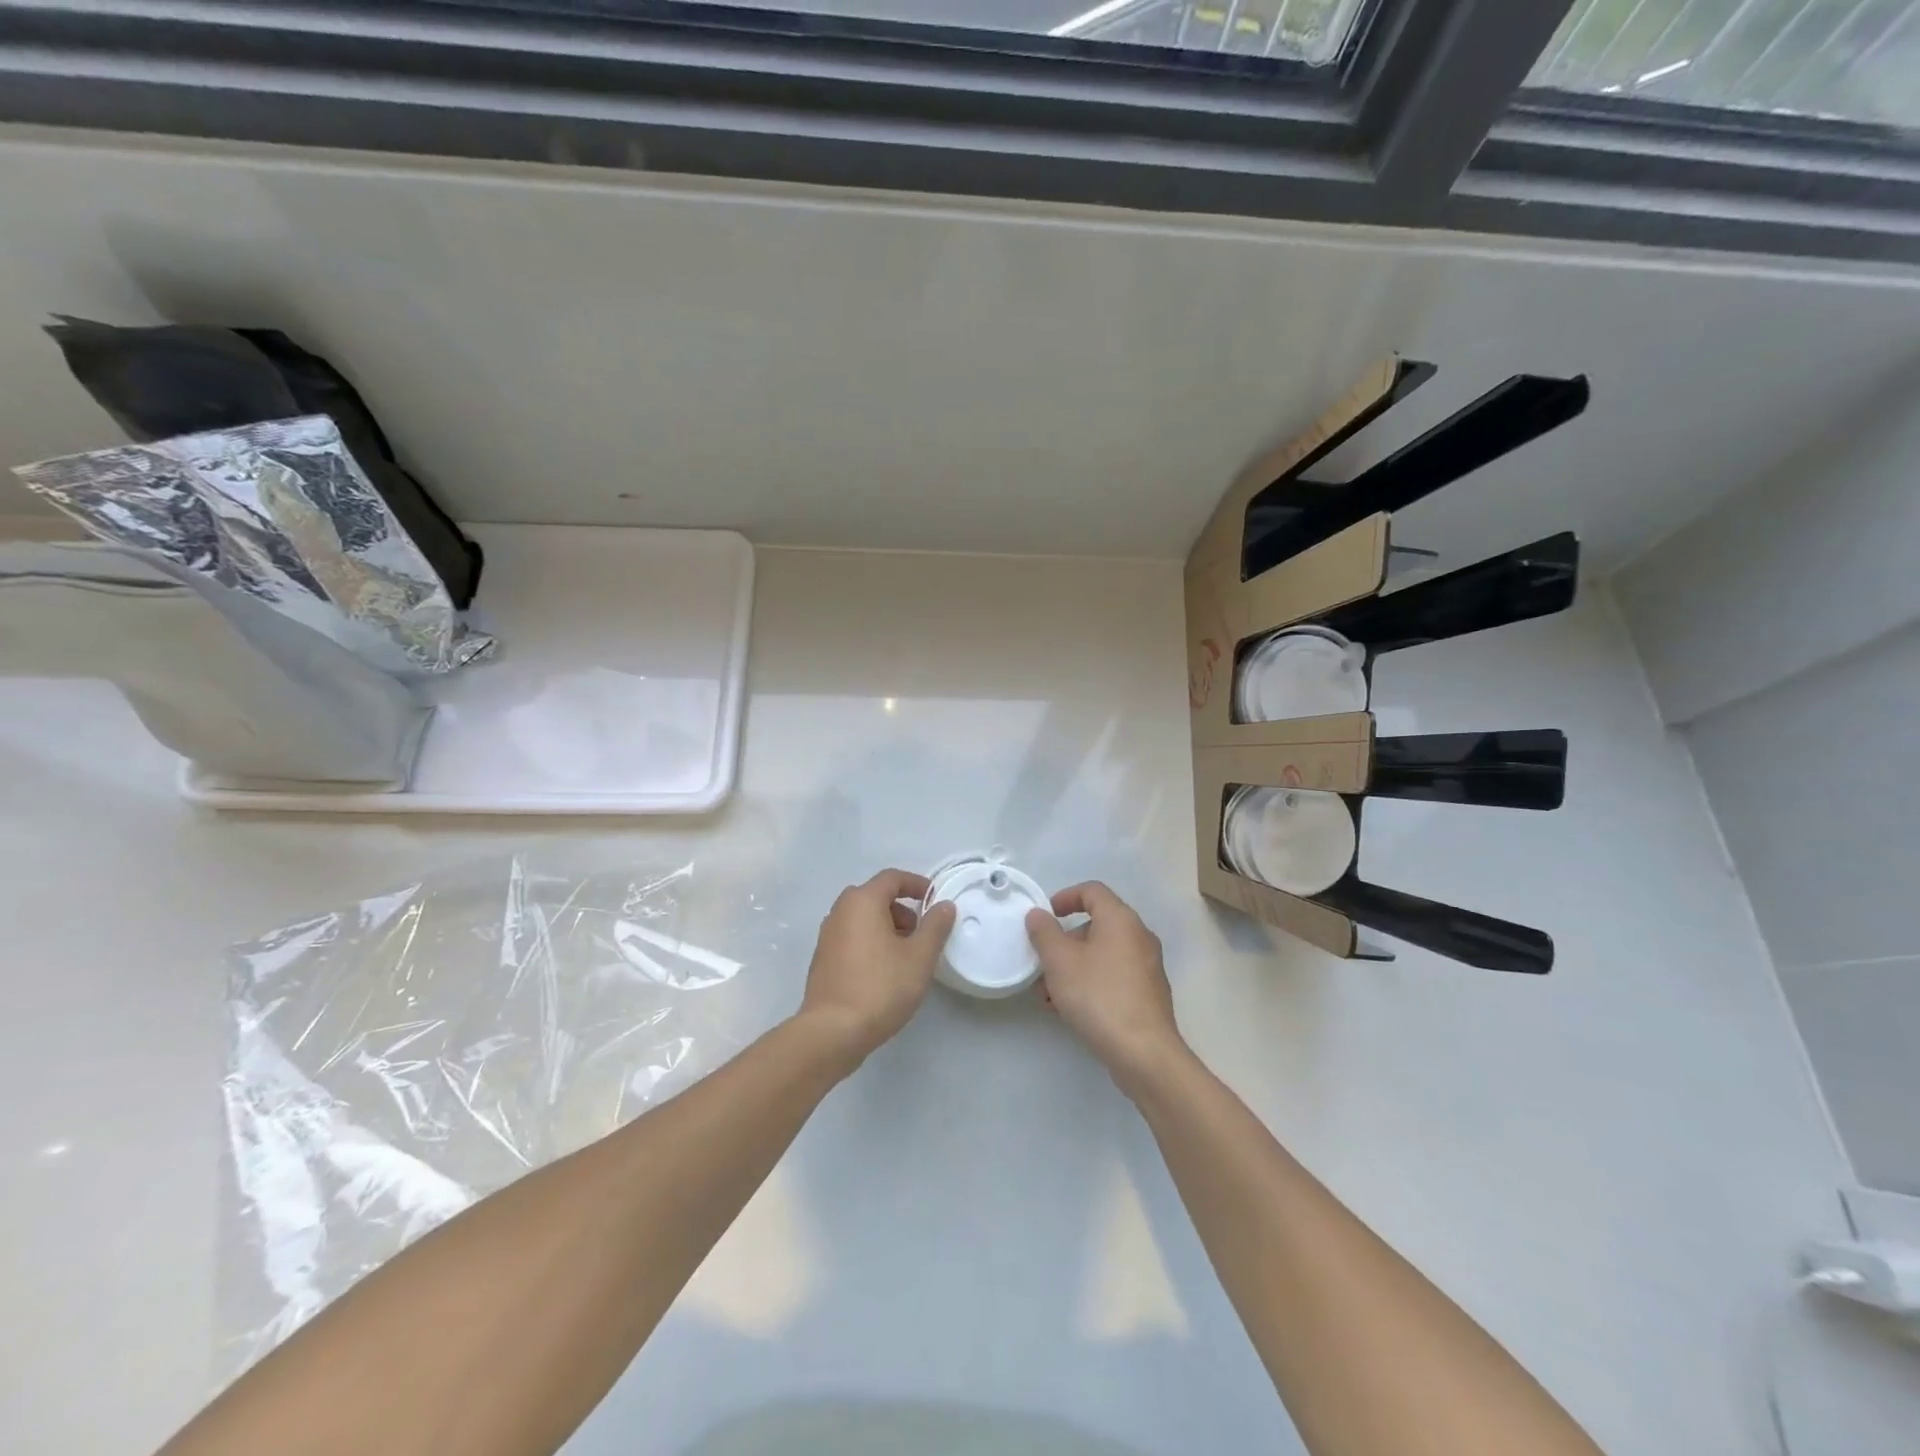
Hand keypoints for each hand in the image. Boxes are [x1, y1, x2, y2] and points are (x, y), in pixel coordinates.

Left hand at [800, 868, 956, 1065]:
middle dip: (902, 909)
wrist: (832, 1032)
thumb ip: (935, 927)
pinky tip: (883, 972)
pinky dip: (870, 942)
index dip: (917, 884)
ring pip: (862, 919)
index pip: (892, 878)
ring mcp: (827, 936)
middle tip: (920, 933)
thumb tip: (944, 906)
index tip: (935, 901)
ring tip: (905, 956)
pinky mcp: (822, 960)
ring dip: (886, 927)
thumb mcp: (919, 957)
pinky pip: (851, 938)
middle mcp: (840, 911)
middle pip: (875, 897)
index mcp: (862, 901)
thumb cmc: (881, 987)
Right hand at [1027, 882, 1185, 1093]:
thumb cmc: (1099, 996)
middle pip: (1096, 925)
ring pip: (1102, 955)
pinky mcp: (1148, 995)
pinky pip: (1113, 977)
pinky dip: (1090, 983)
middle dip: (1064, 943)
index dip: (1065, 897)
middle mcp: (1139, 937)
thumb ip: (1044, 933)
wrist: (1144, 1053)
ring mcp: (1147, 967)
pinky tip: (1070, 1010)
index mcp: (1121, 920)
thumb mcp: (1059, 961)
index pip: (1092, 891)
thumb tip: (1038, 915)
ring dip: (1073, 968)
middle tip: (1042, 965)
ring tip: (1049, 996)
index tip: (1046, 917)